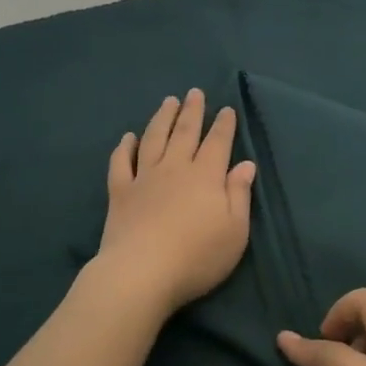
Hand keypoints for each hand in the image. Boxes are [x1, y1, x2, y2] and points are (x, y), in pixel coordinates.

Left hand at [92, 89, 255, 318]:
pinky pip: (121, 162)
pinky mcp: (120, 192)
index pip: (217, 142)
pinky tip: (128, 137)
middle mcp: (175, 168)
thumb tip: (245, 164)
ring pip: (154, 138)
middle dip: (193, 111)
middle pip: (185, 132)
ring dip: (162, 118)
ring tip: (168, 102)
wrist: (141, 272)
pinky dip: (125, 147)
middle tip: (195, 93)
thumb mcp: (234, 231)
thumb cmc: (196, 256)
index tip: (226, 109)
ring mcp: (144, 177)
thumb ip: (239, 194)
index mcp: (205, 175)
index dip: (223, 125)